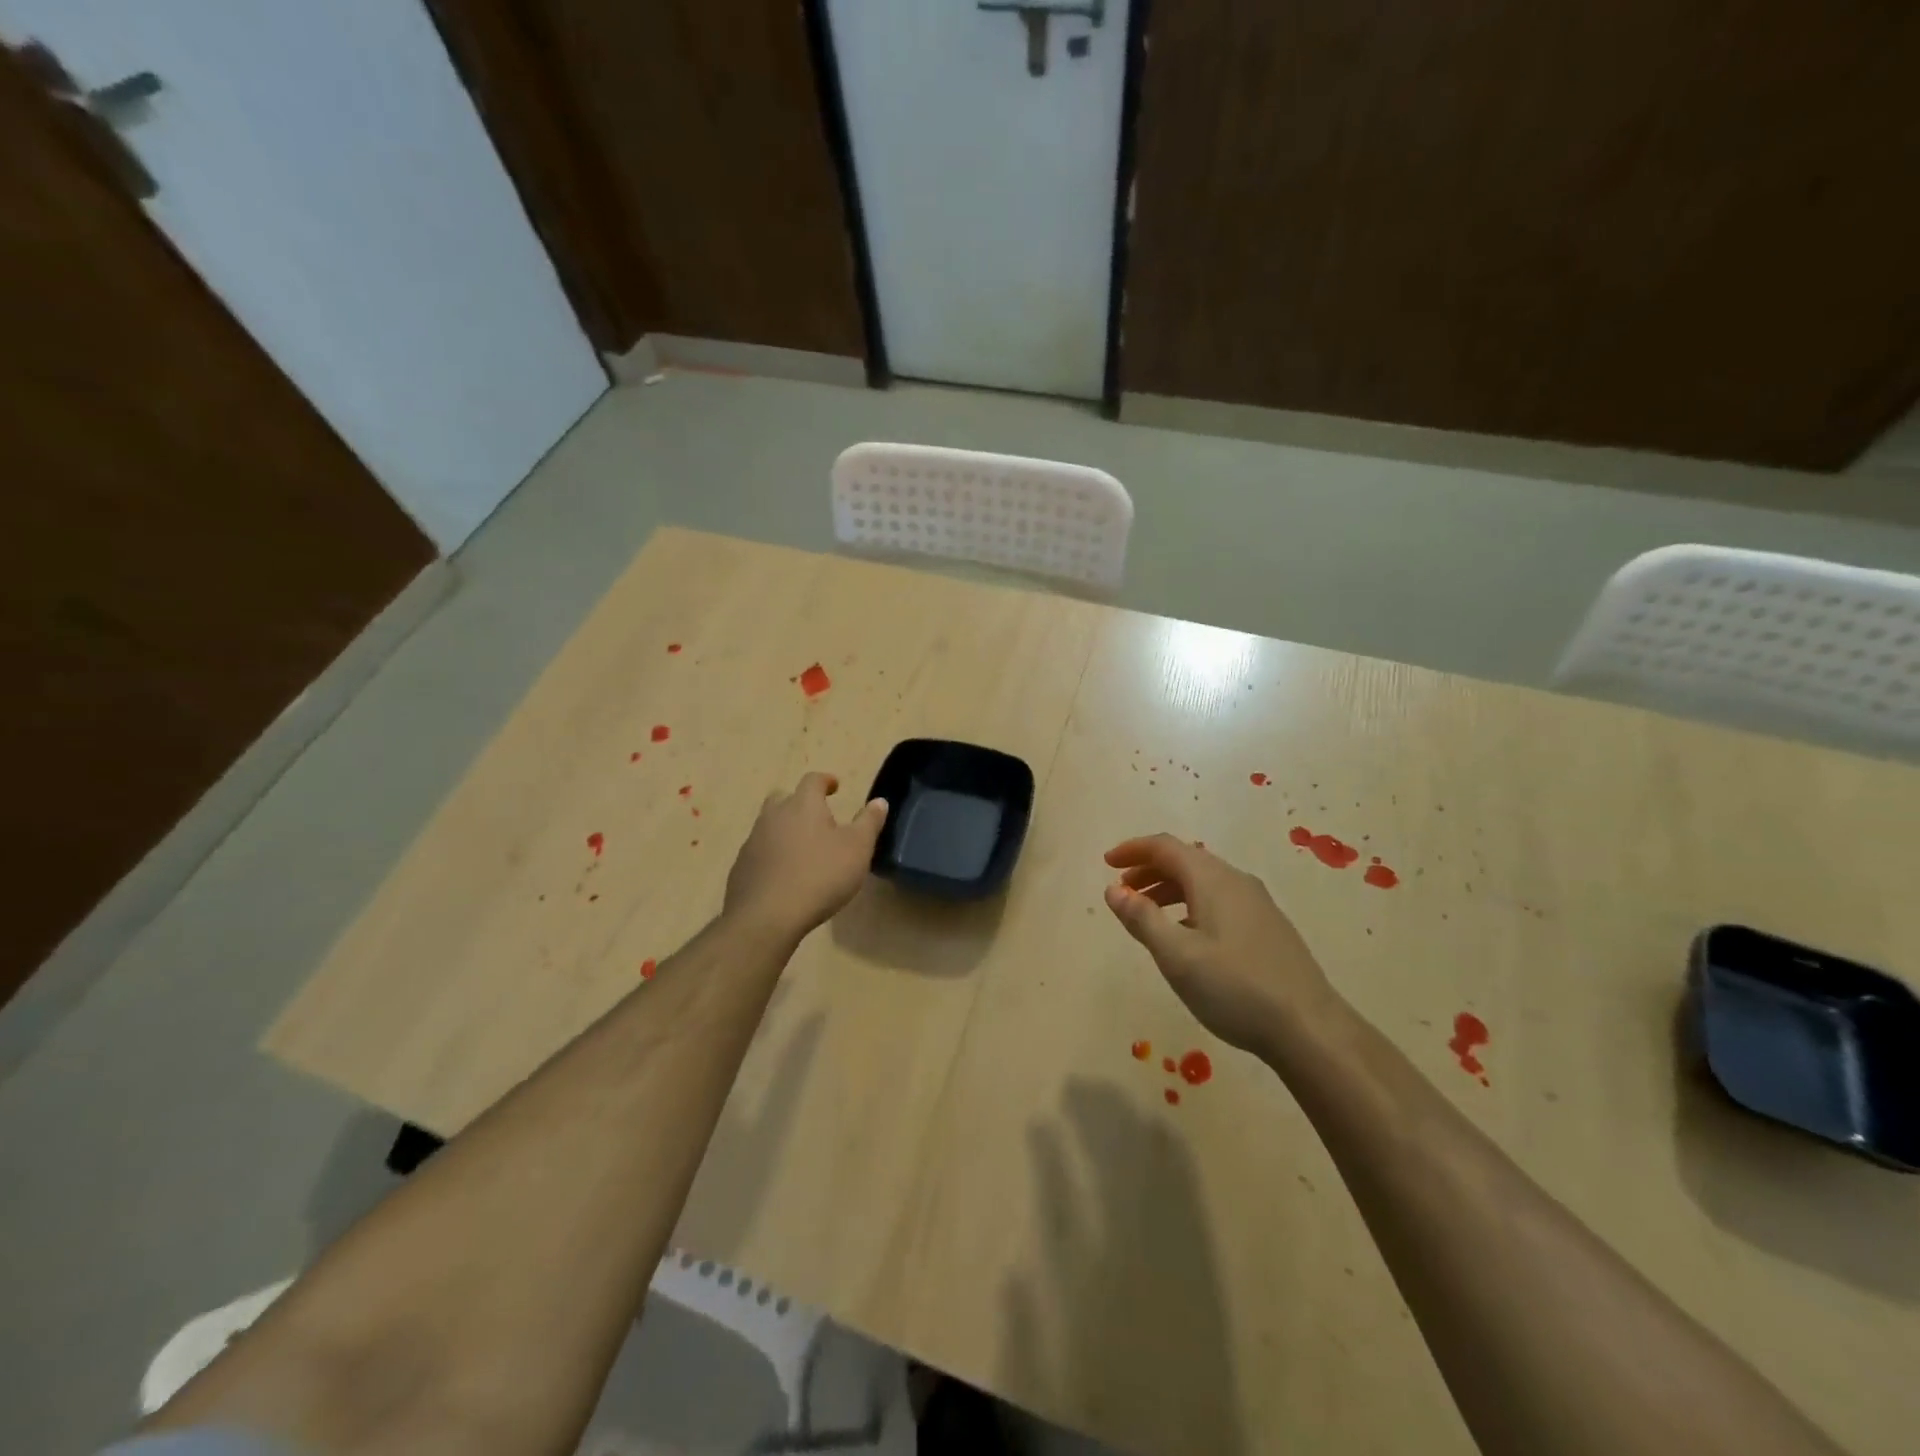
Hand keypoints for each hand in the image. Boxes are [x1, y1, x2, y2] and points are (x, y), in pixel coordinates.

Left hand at [725, 772, 887, 939]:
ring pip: (769, 825)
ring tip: (802, 850)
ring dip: (784, 830)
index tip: (835, 787)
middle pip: (783, 798)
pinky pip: (759, 852)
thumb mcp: (858, 849)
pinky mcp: (741, 867)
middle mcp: (774, 816)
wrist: (767, 916)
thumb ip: (869, 822)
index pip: (813, 780)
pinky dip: (772, 856)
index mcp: (803, 805)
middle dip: (798, 803)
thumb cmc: (821, 875)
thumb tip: (879, 801)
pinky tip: (784, 875)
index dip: (825, 781)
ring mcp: (753, 841)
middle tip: (815, 818)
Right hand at [1104, 834, 1336, 1054]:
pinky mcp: (1267, 926)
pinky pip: (1219, 899)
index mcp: (1213, 879)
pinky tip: (1185, 936)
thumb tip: (1113, 889)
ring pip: (1203, 881)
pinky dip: (1190, 904)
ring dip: (1169, 888)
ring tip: (1146, 914)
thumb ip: (1142, 919)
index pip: (1165, 847)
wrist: (1309, 1028)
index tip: (1107, 863)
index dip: (1133, 850)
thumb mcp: (1177, 956)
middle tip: (1121, 891)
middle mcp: (1236, 881)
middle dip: (1148, 869)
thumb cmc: (1235, 988)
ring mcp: (1256, 903)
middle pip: (1185, 860)